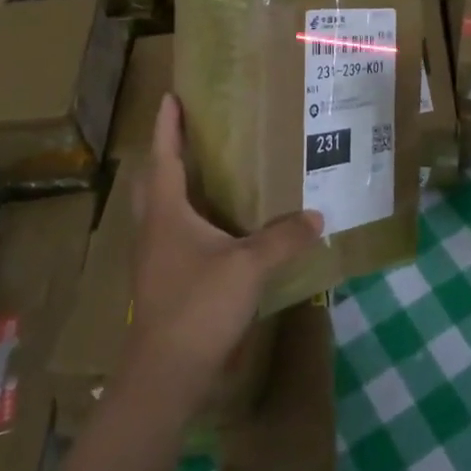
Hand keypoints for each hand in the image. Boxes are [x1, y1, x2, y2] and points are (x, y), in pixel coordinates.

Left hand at [128, 95, 322, 411]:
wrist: (167, 374)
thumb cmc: (199, 305)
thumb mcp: (250, 266)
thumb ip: (283, 237)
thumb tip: (316, 215)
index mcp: (166, 212)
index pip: (164, 156)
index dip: (168, 125)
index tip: (170, 96)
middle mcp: (154, 229)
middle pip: (153, 180)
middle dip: (166, 152)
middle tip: (188, 131)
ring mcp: (154, 258)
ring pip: (160, 209)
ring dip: (175, 185)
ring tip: (204, 171)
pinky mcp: (163, 281)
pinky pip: (173, 235)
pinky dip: (188, 218)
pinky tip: (215, 228)